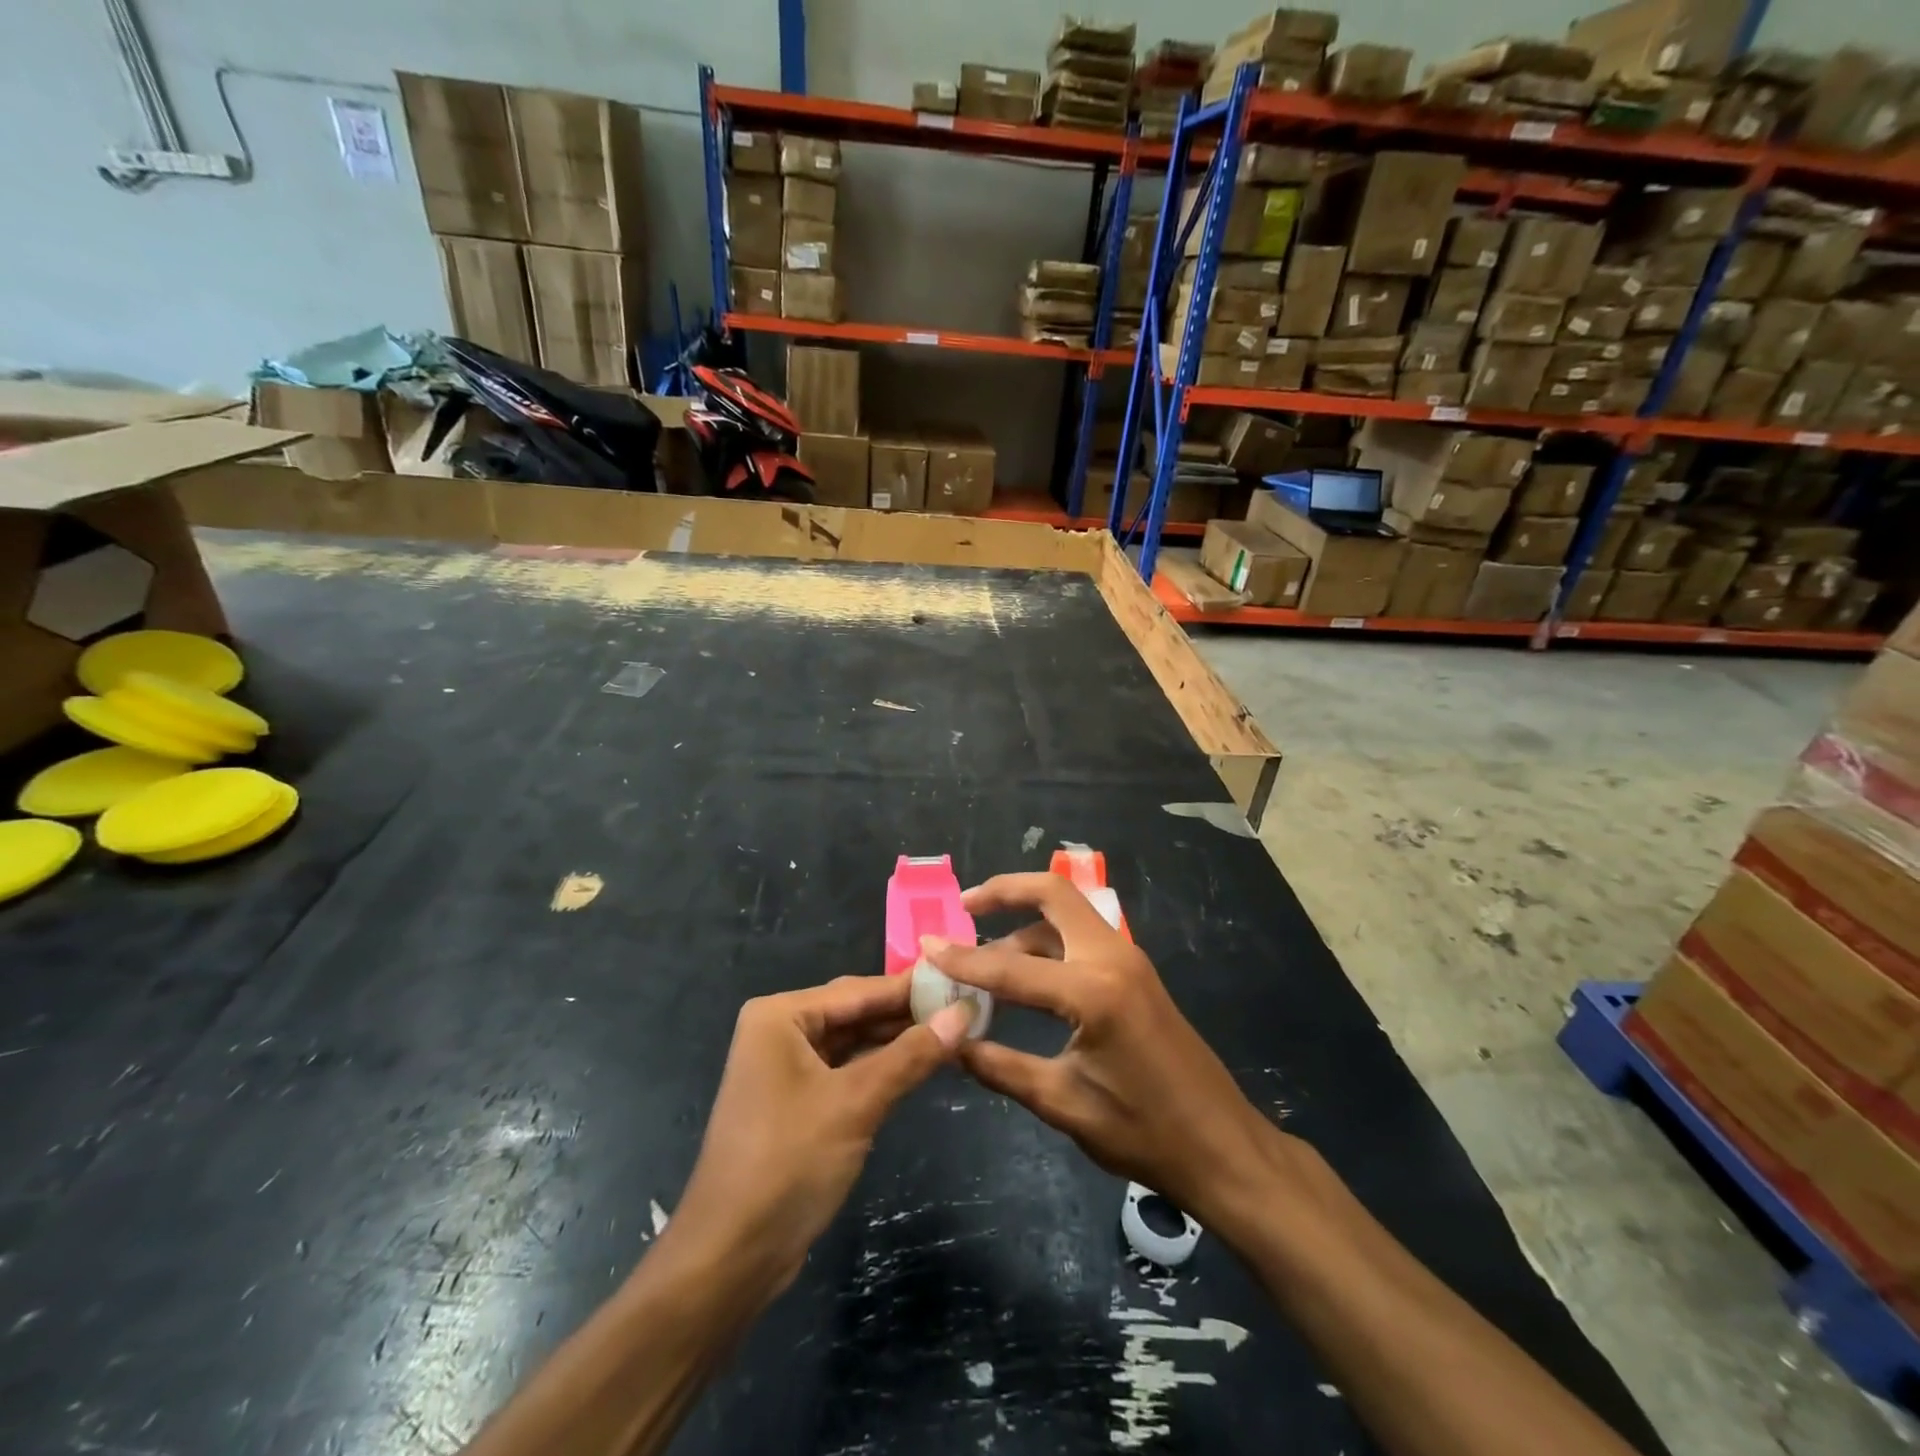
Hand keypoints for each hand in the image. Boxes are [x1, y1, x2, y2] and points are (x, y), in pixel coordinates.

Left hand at [673, 976, 972, 1300]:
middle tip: (965, 1007)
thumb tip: (963, 1012)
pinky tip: (918, 1065)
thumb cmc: (788, 1163)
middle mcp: (779, 1030)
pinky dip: (879, 1068)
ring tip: (954, 1031)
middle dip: (906, 1014)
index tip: (962, 980)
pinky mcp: (796, 1101)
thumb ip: (911, 1055)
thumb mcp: (855, 1103)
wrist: (730, 1257)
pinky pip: (845, 1070)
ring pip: (852, 1042)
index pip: (859, 990)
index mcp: (780, 1015)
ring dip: (896, 1041)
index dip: (911, 987)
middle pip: (855, 1012)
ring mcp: (785, 1067)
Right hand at [924, 873, 1276, 1224]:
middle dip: (1006, 891)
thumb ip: (1000, 1066)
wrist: (1221, 1145)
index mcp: (1094, 991)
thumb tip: (949, 1043)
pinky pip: (1083, 935)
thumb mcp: (1062, 1103)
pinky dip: (1047, 938)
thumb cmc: (1143, 1131)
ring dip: (1025, 918)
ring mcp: (1129, 959)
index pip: (1011, 967)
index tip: (926, 947)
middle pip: (1053, 894)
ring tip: (983, 947)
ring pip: (1068, 912)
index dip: (963, 960)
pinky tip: (1023, 969)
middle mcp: (1112, 958)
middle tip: (965, 906)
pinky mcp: (1135, 971)